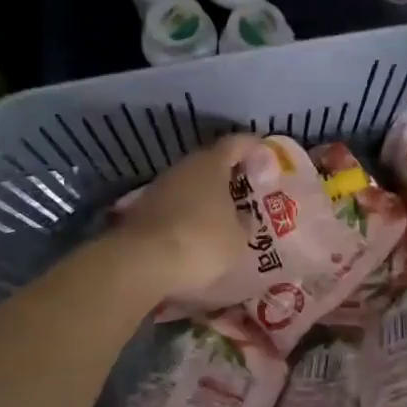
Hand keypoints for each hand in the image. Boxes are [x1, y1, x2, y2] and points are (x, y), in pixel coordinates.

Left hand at [109, 133, 264, 299]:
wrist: (141, 263)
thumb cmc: (201, 242)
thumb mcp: (237, 239)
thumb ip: (243, 222)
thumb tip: (242, 217)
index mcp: (211, 164)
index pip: (236, 143)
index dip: (252, 146)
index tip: (265, 152)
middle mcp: (183, 167)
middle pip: (209, 163)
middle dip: (227, 175)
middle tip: (246, 190)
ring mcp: (158, 188)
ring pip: (189, 185)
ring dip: (204, 196)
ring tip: (222, 215)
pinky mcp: (141, 210)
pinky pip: (173, 206)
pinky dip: (186, 214)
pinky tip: (195, 233)